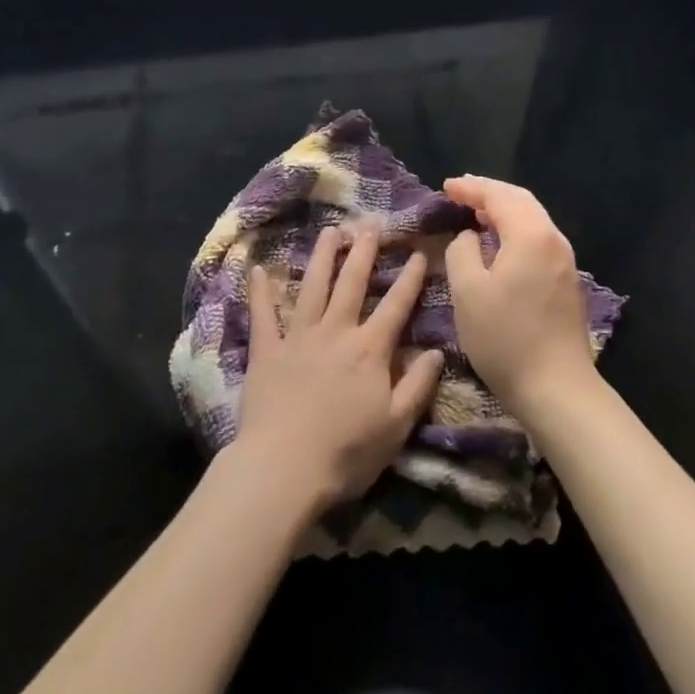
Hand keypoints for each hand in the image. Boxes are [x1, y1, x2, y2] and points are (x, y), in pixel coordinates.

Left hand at [231, 221, 443, 511]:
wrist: (282, 470)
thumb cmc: (345, 453)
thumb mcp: (395, 427)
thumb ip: (418, 386)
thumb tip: (438, 351)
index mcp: (370, 349)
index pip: (396, 305)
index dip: (409, 278)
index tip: (417, 252)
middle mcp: (336, 331)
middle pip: (352, 283)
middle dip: (364, 251)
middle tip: (370, 223)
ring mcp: (298, 337)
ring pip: (313, 286)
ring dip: (322, 256)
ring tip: (330, 231)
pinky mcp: (266, 351)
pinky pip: (262, 315)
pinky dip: (259, 291)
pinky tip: (256, 269)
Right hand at [442, 175, 598, 416]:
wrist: (558, 389)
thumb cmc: (506, 338)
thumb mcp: (468, 292)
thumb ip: (462, 252)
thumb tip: (470, 237)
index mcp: (530, 235)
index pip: (499, 196)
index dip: (471, 188)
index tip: (446, 185)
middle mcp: (553, 239)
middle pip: (521, 200)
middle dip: (490, 192)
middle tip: (462, 190)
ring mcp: (564, 260)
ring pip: (532, 218)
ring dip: (504, 209)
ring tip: (477, 211)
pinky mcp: (566, 281)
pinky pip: (538, 237)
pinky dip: (515, 227)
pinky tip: (500, 241)